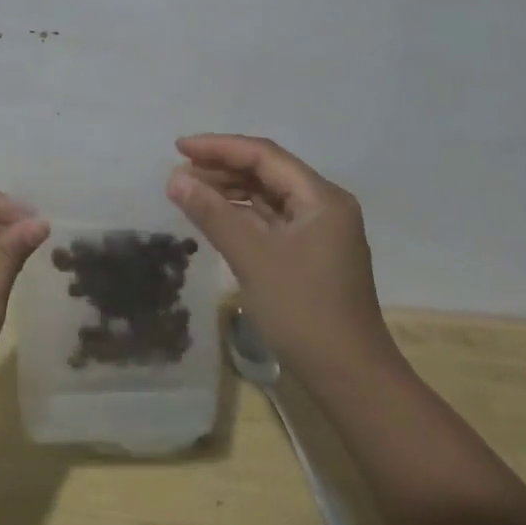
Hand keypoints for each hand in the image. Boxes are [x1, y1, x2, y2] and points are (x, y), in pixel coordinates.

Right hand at [167, 134, 395, 382]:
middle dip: (222, 168)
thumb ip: (212, 213)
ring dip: (230, 191)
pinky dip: (242, 215)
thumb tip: (175, 178)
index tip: (179, 147)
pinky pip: (271, 220)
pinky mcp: (311, 254)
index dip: (219, 147)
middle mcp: (324, 205)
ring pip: (268, 197)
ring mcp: (320, 231)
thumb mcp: (252, 258)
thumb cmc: (303, 311)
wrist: (350, 378)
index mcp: (320, 197)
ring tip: (190, 191)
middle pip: (267, 172)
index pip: (264, 156)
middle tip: (179, 172)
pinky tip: (215, 218)